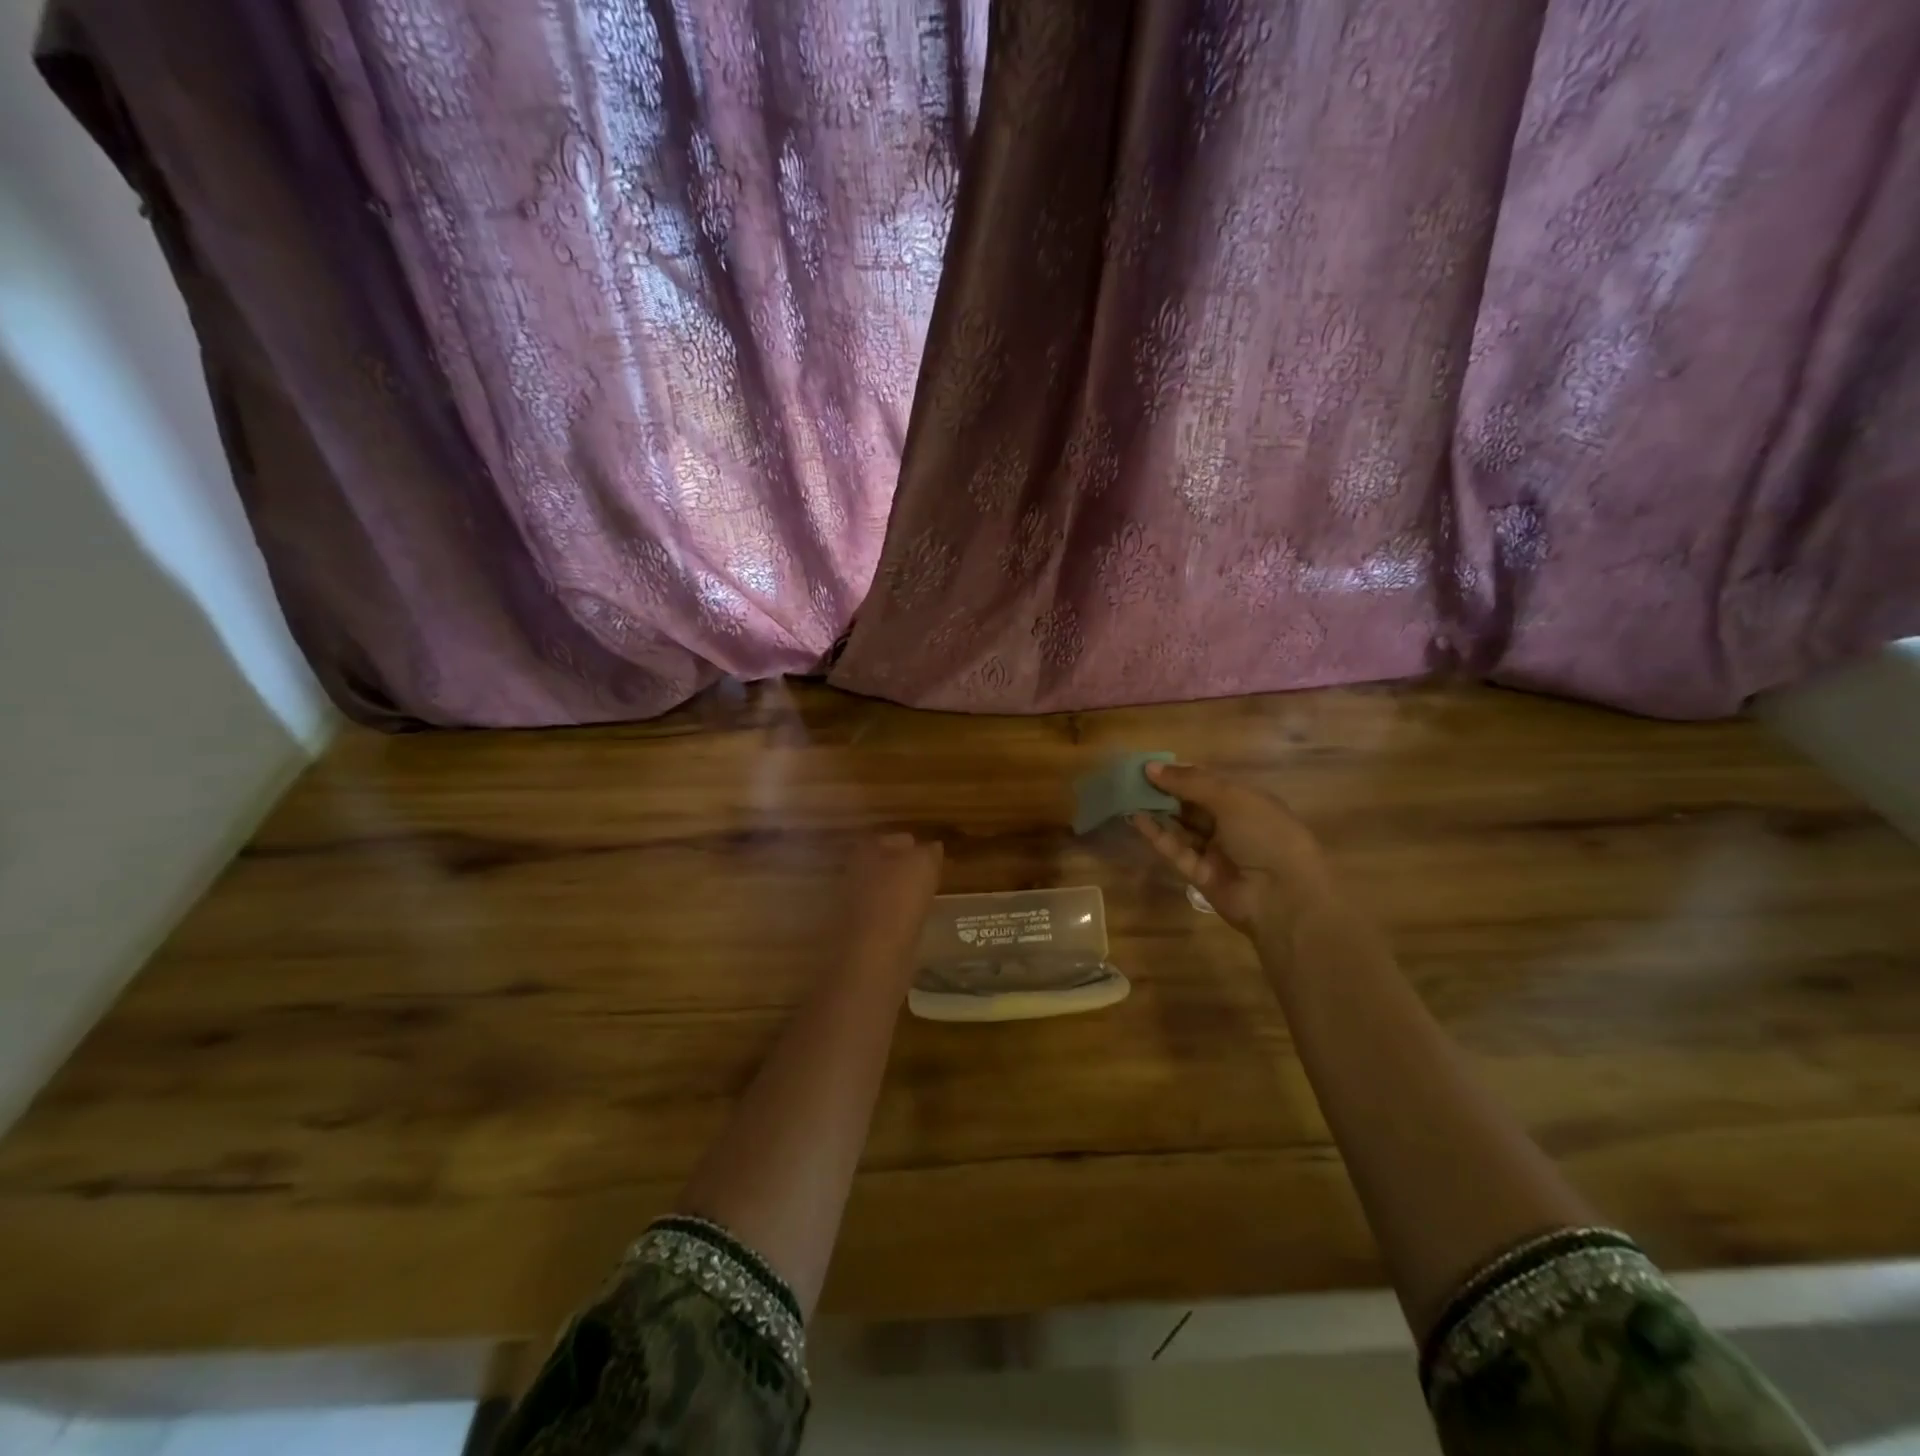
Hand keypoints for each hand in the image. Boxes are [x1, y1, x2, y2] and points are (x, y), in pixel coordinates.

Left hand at [843, 833, 943, 983]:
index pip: (893, 839)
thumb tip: (933, 847)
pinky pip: (882, 916)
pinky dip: (896, 916)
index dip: (913, 845)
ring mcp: (852, 904)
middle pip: (884, 865)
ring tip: (925, 899)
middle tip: (929, 876)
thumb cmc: (899, 898)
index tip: (930, 854)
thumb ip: (929, 851)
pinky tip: (913, 922)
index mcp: (866, 850)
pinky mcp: (858, 932)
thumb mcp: (924, 864)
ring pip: (882, 891)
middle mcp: (854, 873)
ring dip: (900, 894)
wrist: (875, 953)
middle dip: (903, 869)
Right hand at [1129, 763, 1337, 938]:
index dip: (1181, 774)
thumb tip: (1151, 768)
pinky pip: (1176, 850)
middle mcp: (1232, 825)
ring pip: (1181, 827)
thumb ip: (1190, 782)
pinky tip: (1137, 818)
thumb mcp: (1231, 798)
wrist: (1282, 895)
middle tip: (1132, 779)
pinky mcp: (1199, 874)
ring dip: (1157, 812)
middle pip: (1192, 805)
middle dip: (1165, 792)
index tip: (1151, 766)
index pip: (1209, 784)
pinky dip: (1157, 835)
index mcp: (1247, 802)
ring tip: (1127, 796)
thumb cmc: (1265, 834)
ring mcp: (1215, 852)